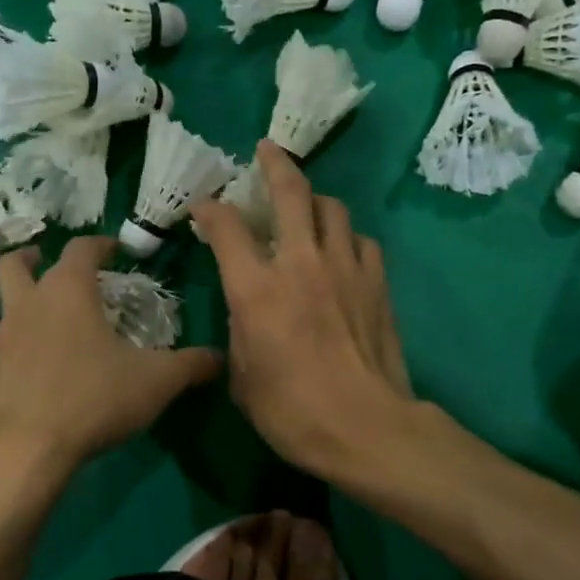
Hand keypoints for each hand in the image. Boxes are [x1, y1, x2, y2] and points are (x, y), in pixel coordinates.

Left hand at [0, 236, 221, 470]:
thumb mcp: (156, 381)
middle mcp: (30, 303)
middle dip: (34, 258)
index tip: (115, 249)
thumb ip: (190, 365)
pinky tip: (43, 362)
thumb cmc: (94, 397)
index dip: (100, 244)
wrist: (27, 446)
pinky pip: (5, 341)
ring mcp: (4, 337)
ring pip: (6, 302)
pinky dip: (22, 340)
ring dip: (25, 299)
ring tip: (52, 316)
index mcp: (68, 290)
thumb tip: (220, 357)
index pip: (81, 248)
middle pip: (16, 264)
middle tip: (52, 264)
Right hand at [190, 143, 413, 478]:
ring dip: (315, 200)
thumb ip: (239, 332)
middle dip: (274, 165)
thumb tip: (246, 310)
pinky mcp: (377, 282)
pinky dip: (346, 238)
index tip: (203, 208)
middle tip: (266, 151)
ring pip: (332, 208)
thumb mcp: (244, 378)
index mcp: (256, 289)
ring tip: (307, 207)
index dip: (210, 211)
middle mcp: (300, 264)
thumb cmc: (292, 412)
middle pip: (290, 193)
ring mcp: (344, 268)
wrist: (366, 428)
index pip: (226, 229)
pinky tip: (341, 252)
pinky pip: (361, 241)